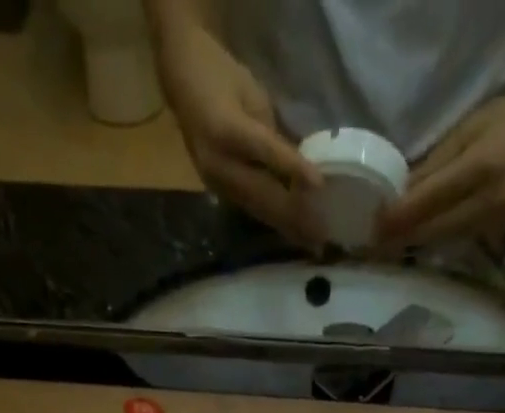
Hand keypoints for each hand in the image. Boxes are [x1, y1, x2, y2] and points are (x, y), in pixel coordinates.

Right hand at [154, 20, 322, 245]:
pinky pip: (252, 210)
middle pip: (263, 194)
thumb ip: (272, 133)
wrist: (182, 81)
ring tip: (313, 244)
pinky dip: (275, 221)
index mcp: (225, 130)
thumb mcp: (252, 94)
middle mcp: (218, 164)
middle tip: (323, 236)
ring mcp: (217, 183)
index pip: (266, 152)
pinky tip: (294, 233)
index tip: (319, 185)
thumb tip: (299, 167)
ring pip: (258, 209)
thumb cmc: (221, 75)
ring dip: (287, 227)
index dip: (293, 168)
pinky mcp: (219, 192)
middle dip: (295, 216)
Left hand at [377, 73, 504, 248]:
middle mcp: (488, 202)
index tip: (373, 228)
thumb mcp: (471, 127)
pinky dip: (440, 240)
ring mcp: (498, 221)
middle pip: (434, 230)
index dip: (398, 218)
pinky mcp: (503, 230)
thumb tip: (401, 191)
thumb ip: (437, 163)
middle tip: (374, 245)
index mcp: (480, 169)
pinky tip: (423, 240)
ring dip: (419, 244)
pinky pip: (463, 239)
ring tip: (392, 246)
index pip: (428, 202)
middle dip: (403, 239)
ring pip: (447, 240)